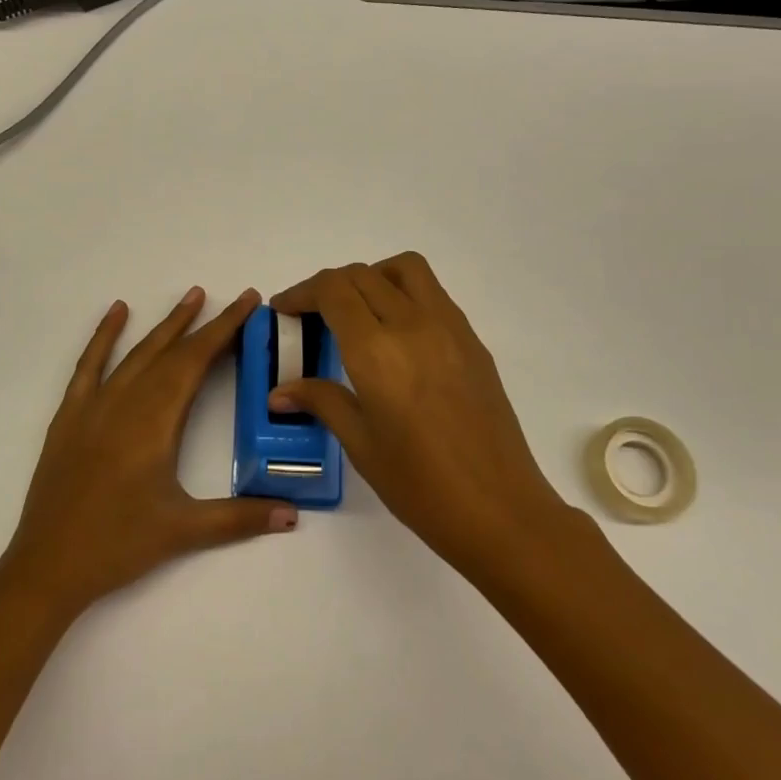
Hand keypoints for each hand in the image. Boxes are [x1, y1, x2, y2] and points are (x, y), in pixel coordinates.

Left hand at [0, 288, 298, 620]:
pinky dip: (104, 336)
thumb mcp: (184, 531)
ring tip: (190, 295)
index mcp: (154, 422)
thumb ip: (240, 518)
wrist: (48, 566)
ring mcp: (93, 406)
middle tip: (231, 297)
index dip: (224, 330)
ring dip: (164, 325)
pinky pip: (89, 365)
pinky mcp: (70, 416)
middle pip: (170, 352)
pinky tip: (116, 312)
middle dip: (203, 324)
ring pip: (136, 353)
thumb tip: (292, 515)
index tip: (246, 303)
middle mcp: (125, 402)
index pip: (195, 362)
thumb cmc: (118, 545)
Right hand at [269, 253, 575, 585]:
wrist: (500, 510)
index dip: (301, 292)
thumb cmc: (420, 485)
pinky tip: (396, 337)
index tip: (284, 310)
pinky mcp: (473, 340)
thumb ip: (321, 401)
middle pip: (362, 274)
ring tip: (357, 311)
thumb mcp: (360, 444)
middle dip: (328, 286)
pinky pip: (432, 294)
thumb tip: (280, 392)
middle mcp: (413, 324)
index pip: (332, 290)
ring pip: (405, 269)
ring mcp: (450, 327)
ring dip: (372, 276)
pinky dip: (404, 294)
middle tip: (311, 315)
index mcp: (377, 351)